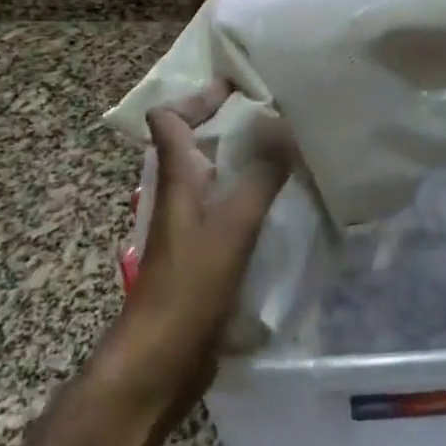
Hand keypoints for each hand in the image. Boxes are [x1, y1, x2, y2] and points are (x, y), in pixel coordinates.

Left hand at [100, 81, 288, 424]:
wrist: (159, 362)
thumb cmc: (189, 288)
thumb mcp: (231, 228)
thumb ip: (259, 179)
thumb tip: (284, 130)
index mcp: (176, 177)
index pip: (168, 118)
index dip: (197, 96)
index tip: (238, 84)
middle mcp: (178, 194)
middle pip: (192, 141)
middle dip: (227, 121)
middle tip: (275, 111)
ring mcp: (188, 225)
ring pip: (212, 174)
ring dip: (241, 157)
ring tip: (286, 148)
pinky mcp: (201, 252)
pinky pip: (225, 206)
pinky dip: (248, 192)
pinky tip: (281, 201)